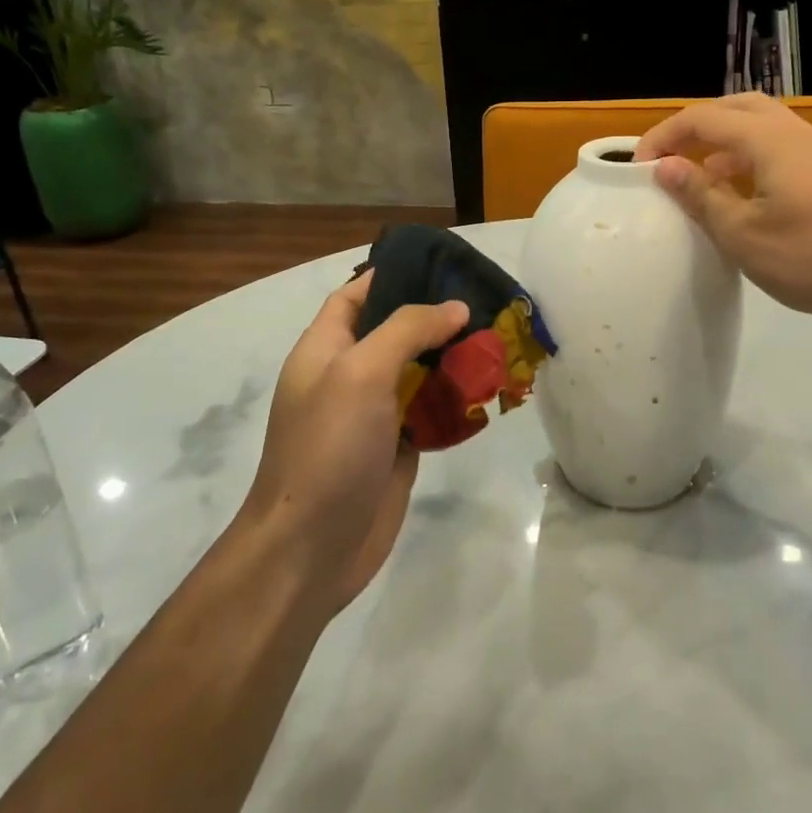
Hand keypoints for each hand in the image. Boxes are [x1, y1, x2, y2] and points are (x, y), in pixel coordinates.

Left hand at [235, 271, 468, 617]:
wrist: (312, 547)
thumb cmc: (328, 447)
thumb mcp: (360, 372)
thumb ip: (407, 330)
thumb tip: (455, 307)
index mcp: (325, 349)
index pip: (356, 296)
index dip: (391, 276)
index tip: (440, 265)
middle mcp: (349, 375)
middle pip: (395, 332)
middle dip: (436, 317)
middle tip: (487, 301)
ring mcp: (374, 414)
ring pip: (419, 372)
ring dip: (453, 358)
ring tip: (499, 339)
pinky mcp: (398, 448)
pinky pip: (431, 412)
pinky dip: (456, 400)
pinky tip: (490, 389)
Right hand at [634, 93, 811, 328]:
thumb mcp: (743, 234)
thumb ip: (701, 196)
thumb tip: (664, 167)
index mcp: (769, 140)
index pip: (703, 118)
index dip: (664, 135)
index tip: (638, 166)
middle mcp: (798, 133)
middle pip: (738, 108)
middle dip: (697, 127)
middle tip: (672, 157)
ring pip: (764, 128)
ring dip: (726, 144)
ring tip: (705, 179)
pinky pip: (784, 150)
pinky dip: (753, 160)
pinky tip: (750, 199)